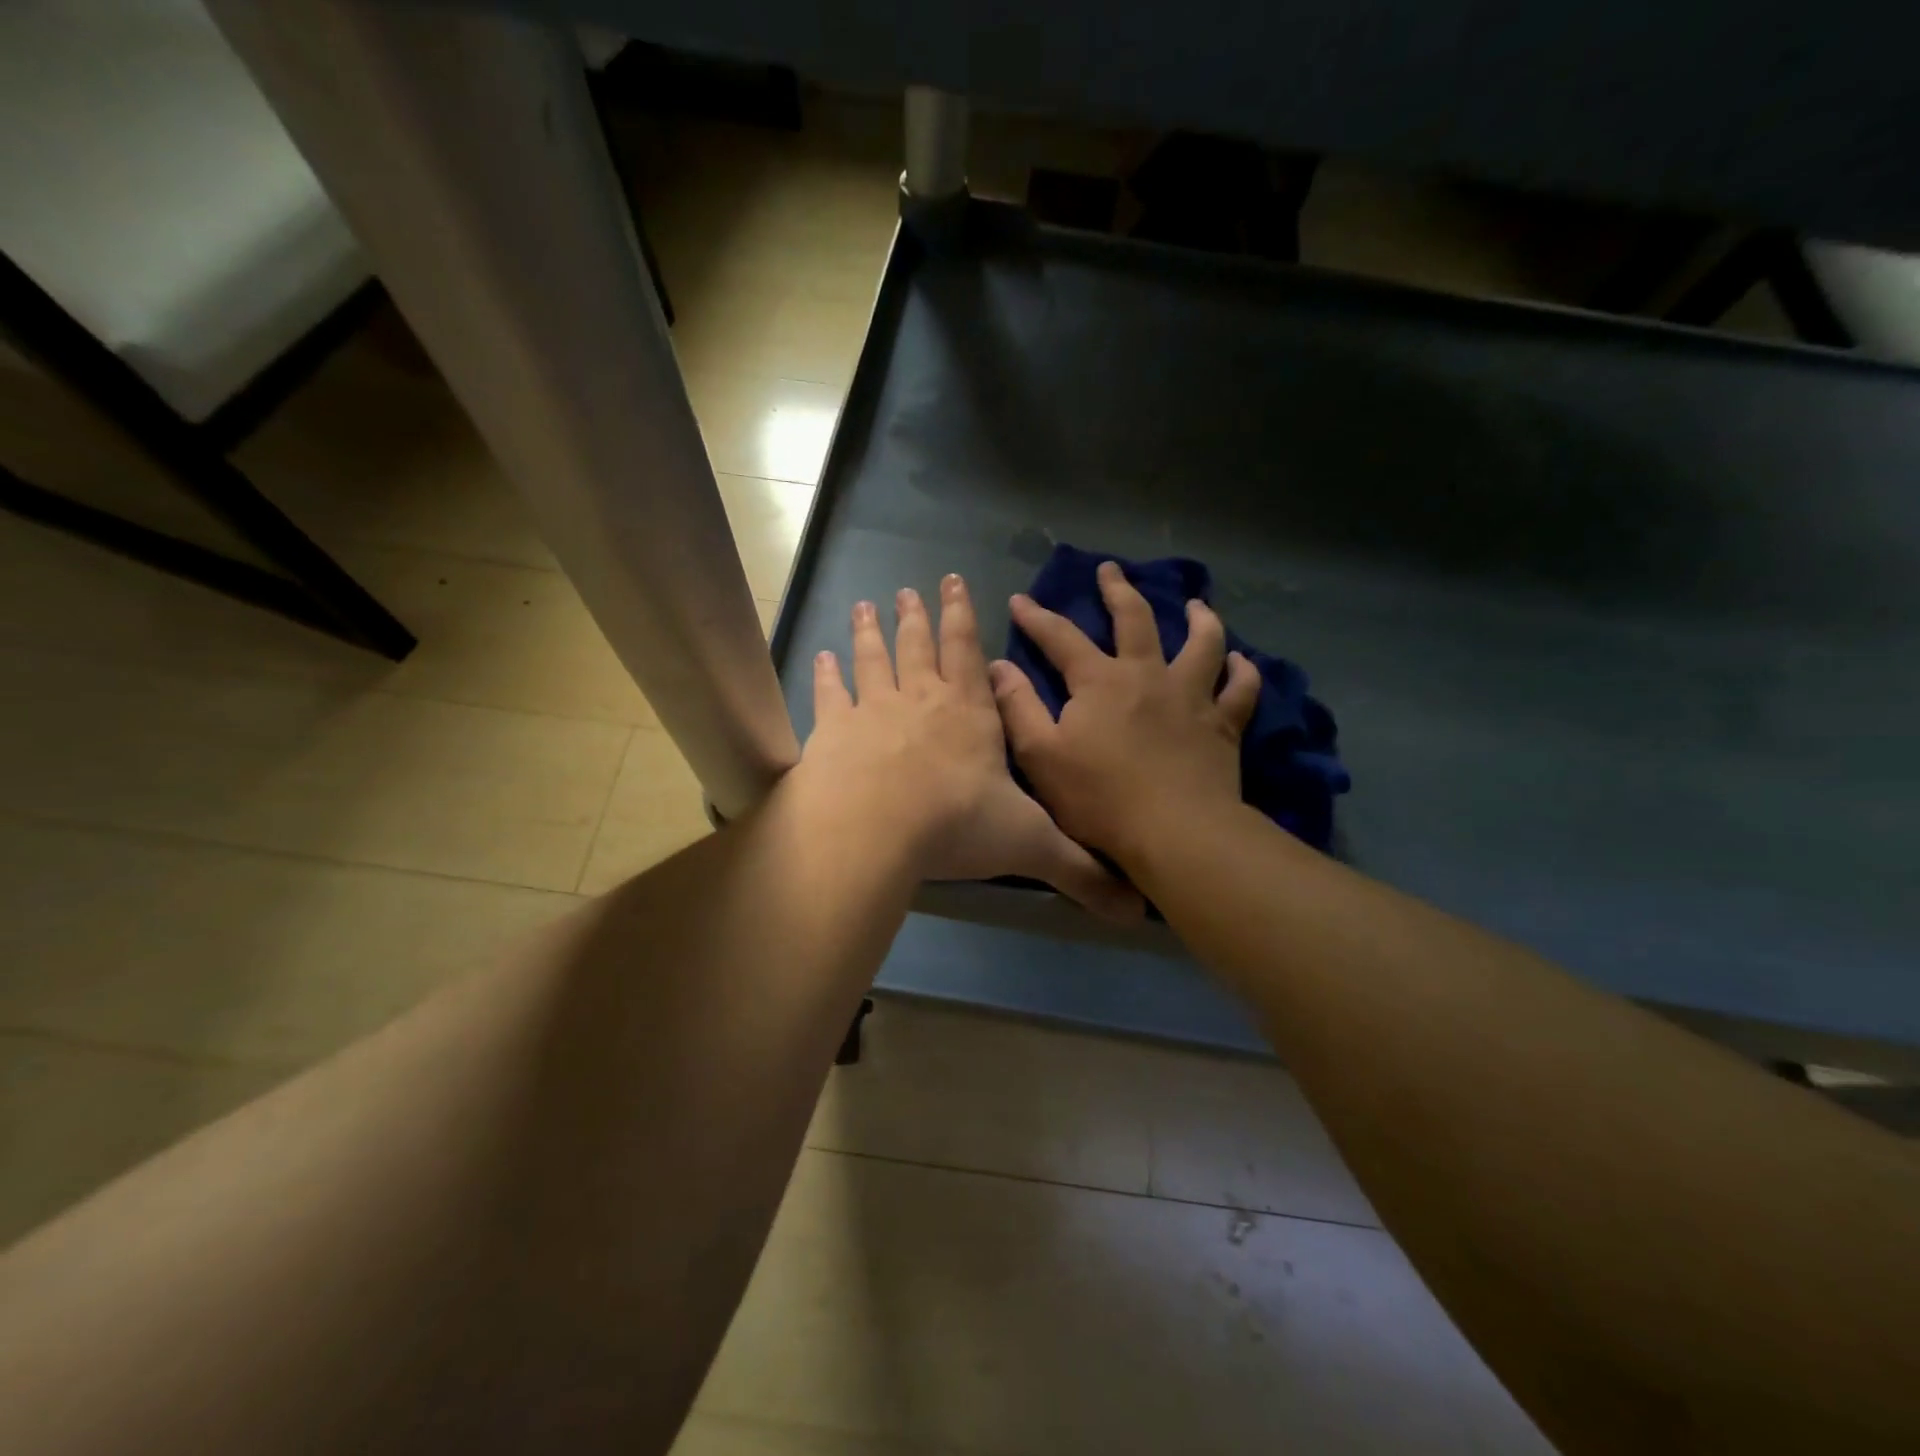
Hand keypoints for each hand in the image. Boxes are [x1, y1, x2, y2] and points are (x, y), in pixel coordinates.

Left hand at [797, 575, 1141, 920]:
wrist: (875, 830)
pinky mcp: (832, 730)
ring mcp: (873, 708)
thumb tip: (1134, 908)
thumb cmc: (957, 826)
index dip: (963, 616)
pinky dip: (826, 673)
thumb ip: (1079, 869)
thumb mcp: (1030, 845)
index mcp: (970, 713)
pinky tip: (821, 656)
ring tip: (866, 605)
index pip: (968, 651)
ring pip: (873, 658)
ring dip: (871, 631)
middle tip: (909, 590)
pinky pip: (830, 693)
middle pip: (919, 645)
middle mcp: (922, 699)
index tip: (954, 583)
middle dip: (917, 616)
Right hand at [989, 560, 1262, 869]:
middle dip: (1118, 591)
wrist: (1174, 833)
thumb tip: (997, 666)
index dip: (1037, 617)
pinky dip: (1242, 673)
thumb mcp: (1040, 756)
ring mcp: (1191, 697)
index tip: (1020, 600)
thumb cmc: (1099, 798)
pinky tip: (1241, 663)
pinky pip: (1240, 690)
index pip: (1061, 637)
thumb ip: (1018, 707)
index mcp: (1099, 682)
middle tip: (1110, 570)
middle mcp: (1148, 675)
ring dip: (1200, 619)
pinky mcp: (1223, 725)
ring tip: (1197, 605)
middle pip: (1135, 619)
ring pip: (1203, 644)